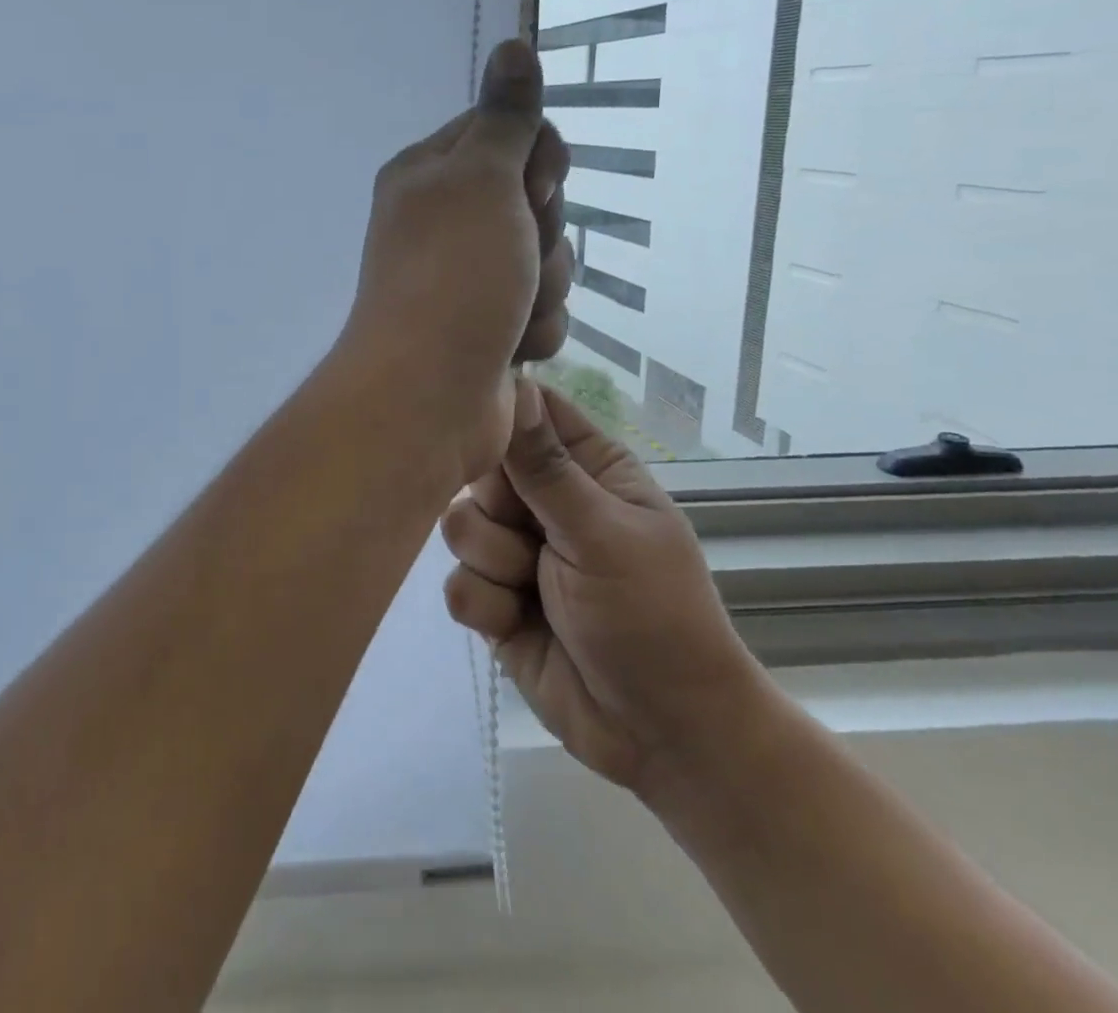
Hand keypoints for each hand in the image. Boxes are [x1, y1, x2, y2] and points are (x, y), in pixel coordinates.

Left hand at [336, 40, 573, 483]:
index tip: (533, 187)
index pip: (508, 133)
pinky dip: (534, 330)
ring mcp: (465, 278)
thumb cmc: (453, 276)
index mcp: (429, 173)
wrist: (428, 396)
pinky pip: (540, 310)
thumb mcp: (482, 180)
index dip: (537, 160)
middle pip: (536, 200)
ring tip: (508, 314)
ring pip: (546, 260)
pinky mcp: (485, 328)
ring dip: (542, 289)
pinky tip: (509, 349)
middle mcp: (444, 220)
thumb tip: (514, 43)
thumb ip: (504, 117)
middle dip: (543, 233)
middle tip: (515, 256)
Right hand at [441, 379, 764, 795]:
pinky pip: (456, 582)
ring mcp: (517, 552)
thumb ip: (546, 465)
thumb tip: (514, 383)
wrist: (660, 735)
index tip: (479, 430)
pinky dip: (483, 603)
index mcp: (588, 469)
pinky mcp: (495, 600)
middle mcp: (547, 503)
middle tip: (530, 536)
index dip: (499, 412)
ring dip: (492, 560)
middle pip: (482, 468)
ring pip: (460, 525)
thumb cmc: (652, 616)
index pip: (531, 411)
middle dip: (495, 506)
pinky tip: (515, 623)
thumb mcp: (602, 533)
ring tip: (531, 588)